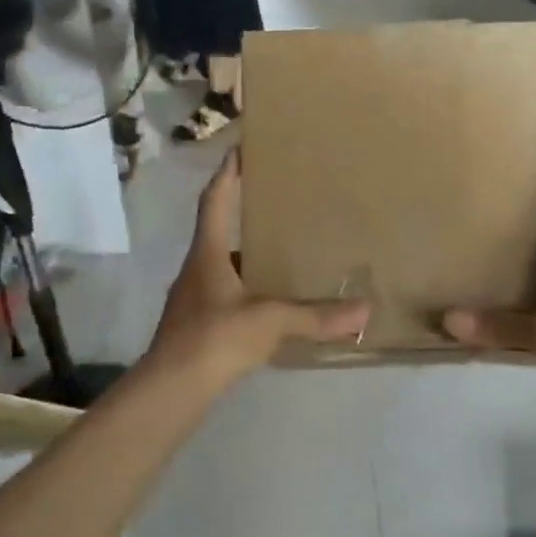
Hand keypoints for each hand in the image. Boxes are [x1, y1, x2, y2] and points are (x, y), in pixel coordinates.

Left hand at [151, 150, 369, 384]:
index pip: (216, 200)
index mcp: (208, 254)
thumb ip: (316, 317)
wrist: (171, 388)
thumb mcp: (271, 322)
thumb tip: (364, 311)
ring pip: (222, 266)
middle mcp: (196, 269)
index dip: (228, 173)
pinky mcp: (196, 326)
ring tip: (281, 254)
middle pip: (218, 231)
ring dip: (247, 257)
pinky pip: (225, 295)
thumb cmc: (215, 339)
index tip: (240, 148)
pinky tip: (268, 304)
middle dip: (243, 214)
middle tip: (276, 203)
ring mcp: (193, 299)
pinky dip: (247, 291)